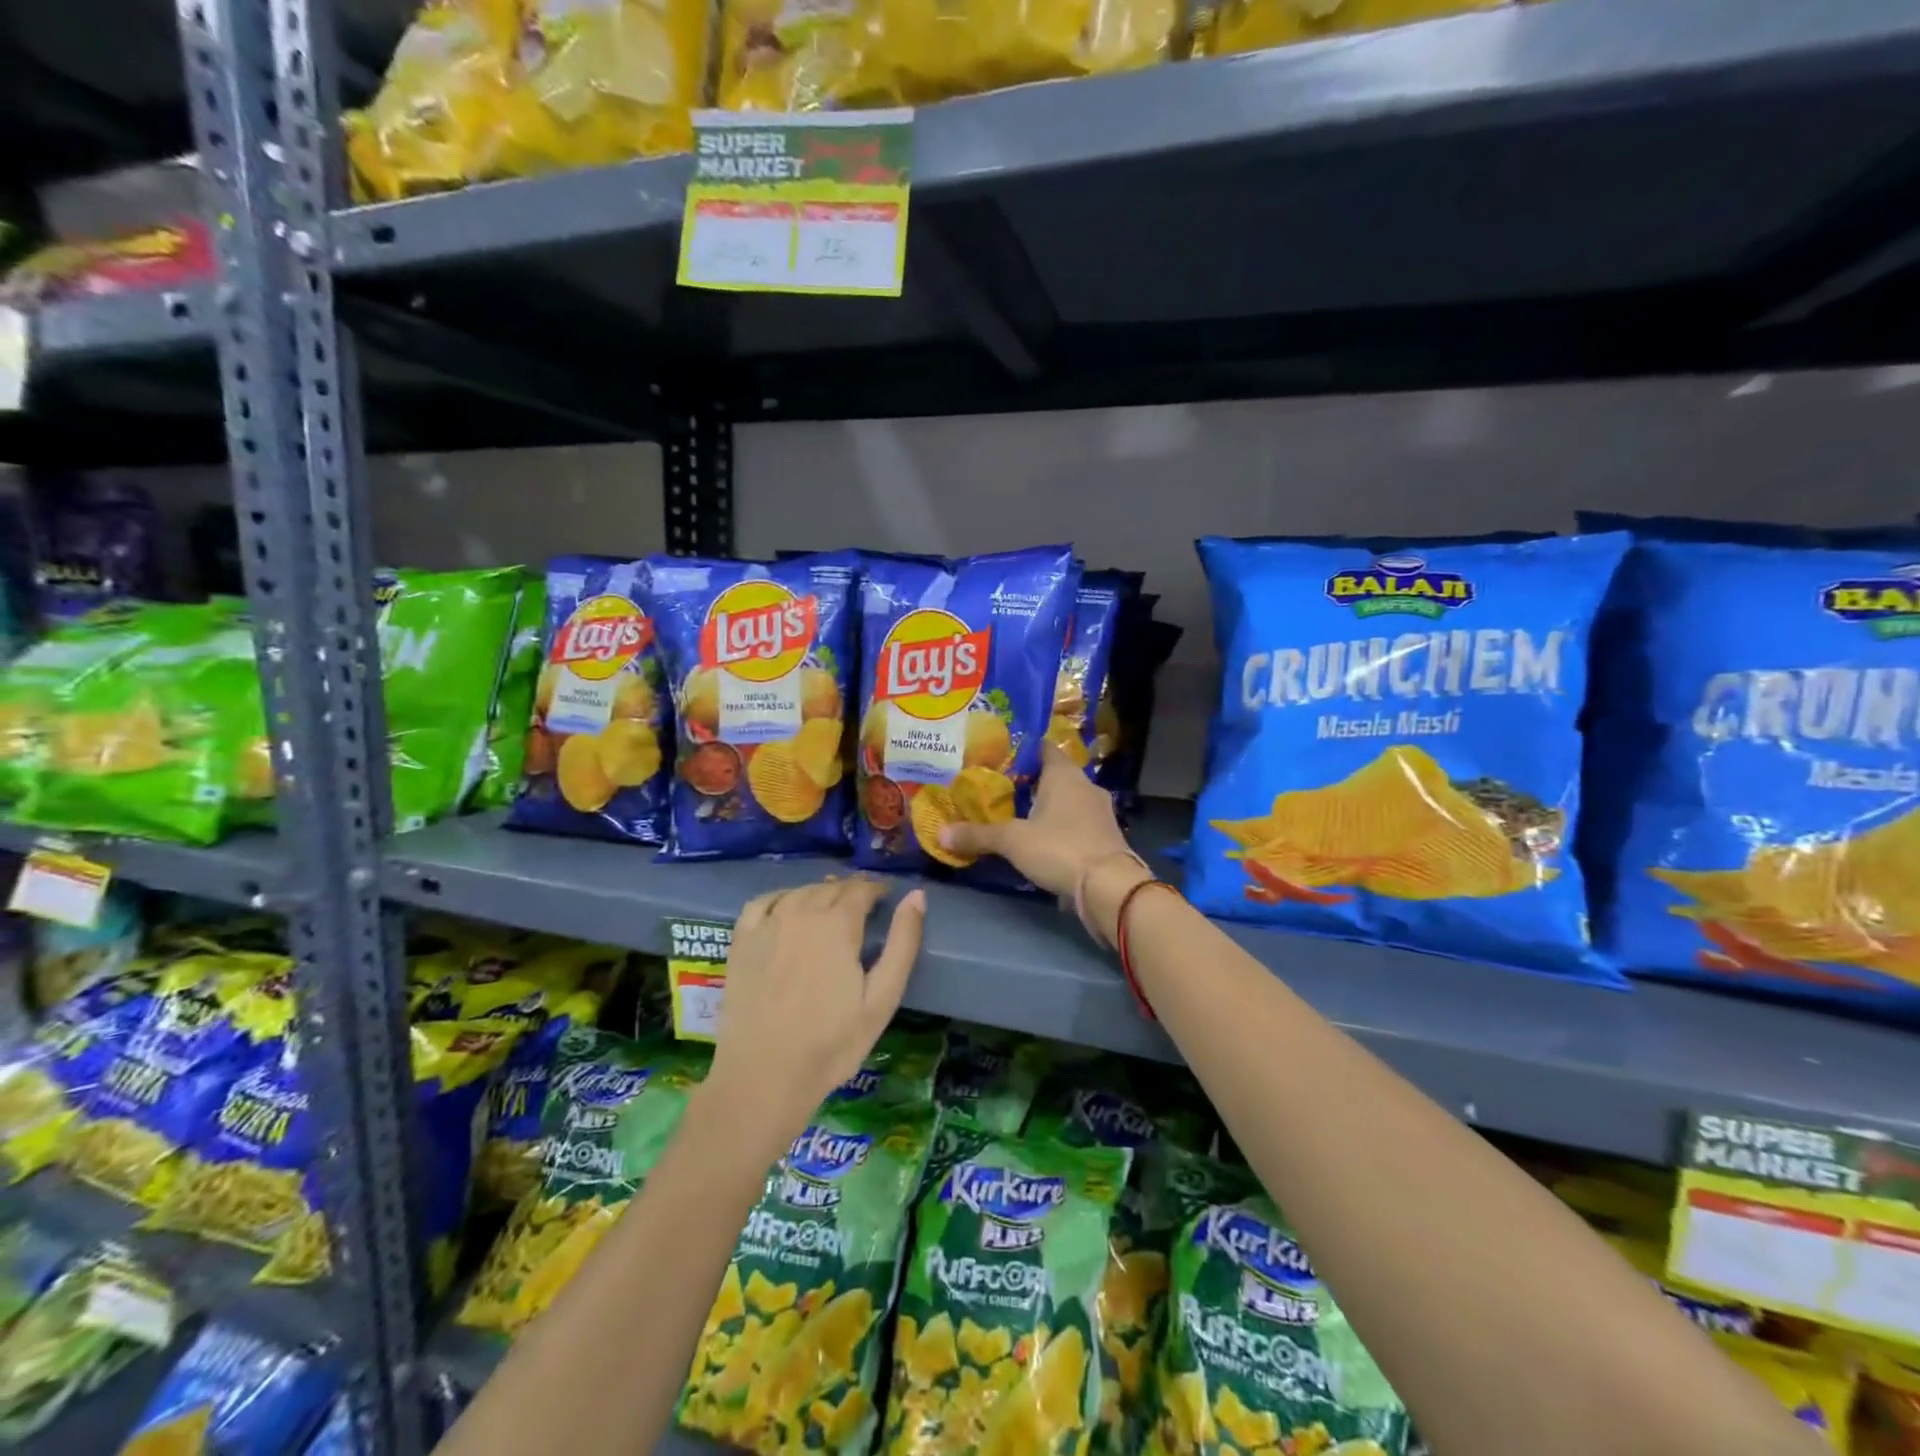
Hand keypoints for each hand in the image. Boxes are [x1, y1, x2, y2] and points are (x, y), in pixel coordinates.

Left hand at [707, 877, 924, 1151]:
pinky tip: (788, 909)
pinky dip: (782, 897)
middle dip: (851, 892)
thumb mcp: (882, 998)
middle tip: (863, 909)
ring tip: (831, 910)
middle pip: (831, 888)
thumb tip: (917, 896)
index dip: (877, 890)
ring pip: (801, 892)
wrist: (764, 1076)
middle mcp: (801, 912)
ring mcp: (767, 924)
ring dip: (820, 894)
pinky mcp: (741, 940)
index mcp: (838, 923)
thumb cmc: (832, 1043)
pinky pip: (764, 901)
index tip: (886, 900)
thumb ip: (903, 943)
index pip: (862, 889)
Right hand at [937, 742, 1147, 938]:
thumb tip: (940, 833)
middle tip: (1000, 789)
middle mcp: (1085, 785)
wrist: (1110, 887)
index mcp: (1064, 774)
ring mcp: (1099, 811)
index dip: (1021, 750)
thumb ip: (978, 835)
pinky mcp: (1105, 836)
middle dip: (1030, 782)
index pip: (1042, 748)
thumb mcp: (1012, 841)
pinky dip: (1061, 827)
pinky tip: (1043, 841)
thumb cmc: (1060, 848)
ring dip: (1046, 807)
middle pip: (1054, 775)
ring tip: (1017, 816)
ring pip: (1067, 800)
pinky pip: (1077, 822)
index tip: (998, 757)